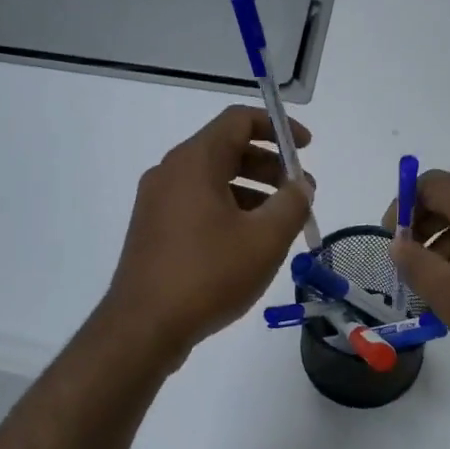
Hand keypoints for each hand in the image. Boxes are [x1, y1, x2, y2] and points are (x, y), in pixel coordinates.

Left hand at [102, 106, 314, 359]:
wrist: (143, 327)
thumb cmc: (208, 274)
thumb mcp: (265, 239)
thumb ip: (292, 203)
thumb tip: (301, 185)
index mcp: (194, 161)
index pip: (239, 120)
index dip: (278, 128)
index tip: (306, 148)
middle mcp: (171, 172)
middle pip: (227, 149)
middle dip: (270, 166)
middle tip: (300, 193)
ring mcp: (157, 201)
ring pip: (213, 179)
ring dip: (252, 191)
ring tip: (281, 222)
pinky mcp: (153, 229)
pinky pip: (198, 203)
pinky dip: (229, 209)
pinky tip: (249, 243)